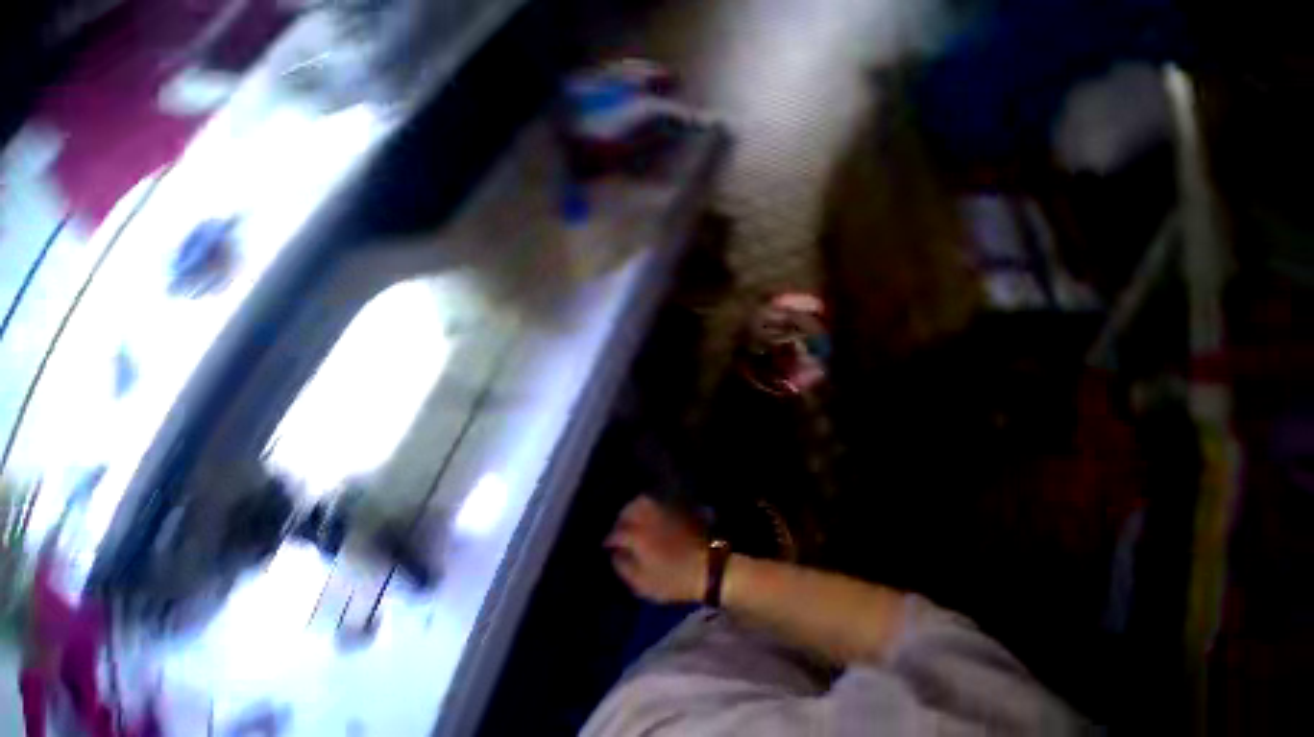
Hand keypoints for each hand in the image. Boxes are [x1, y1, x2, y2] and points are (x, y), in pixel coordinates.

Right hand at [604, 496, 706, 603]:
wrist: (707, 567)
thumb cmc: (673, 579)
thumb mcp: (643, 583)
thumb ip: (623, 567)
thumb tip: (615, 553)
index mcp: (637, 535)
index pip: (616, 532)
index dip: (609, 540)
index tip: (607, 546)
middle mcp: (647, 517)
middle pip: (628, 510)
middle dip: (620, 519)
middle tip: (619, 531)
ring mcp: (662, 510)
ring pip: (642, 501)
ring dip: (633, 508)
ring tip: (632, 519)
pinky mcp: (675, 508)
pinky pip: (657, 501)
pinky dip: (649, 505)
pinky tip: (649, 514)